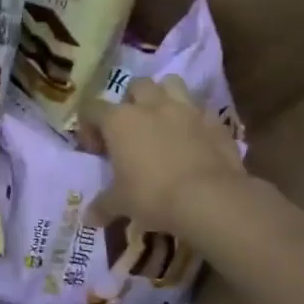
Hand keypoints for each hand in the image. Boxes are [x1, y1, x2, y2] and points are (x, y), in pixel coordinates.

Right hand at [81, 77, 247, 234]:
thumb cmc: (153, 196)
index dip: (90, 126)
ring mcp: (186, 109)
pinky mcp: (215, 121)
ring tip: (163, 123)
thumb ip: (103, 205)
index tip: (96, 150)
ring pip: (171, 84)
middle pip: (136, 86)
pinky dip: (194, 120)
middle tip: (132, 130)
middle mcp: (151, 106)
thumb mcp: (122, 204)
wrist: (209, 199)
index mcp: (120, 120)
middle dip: (131, 102)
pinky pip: (201, 111)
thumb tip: (88, 219)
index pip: (92, 108)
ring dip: (164, 97)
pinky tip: (194, 141)